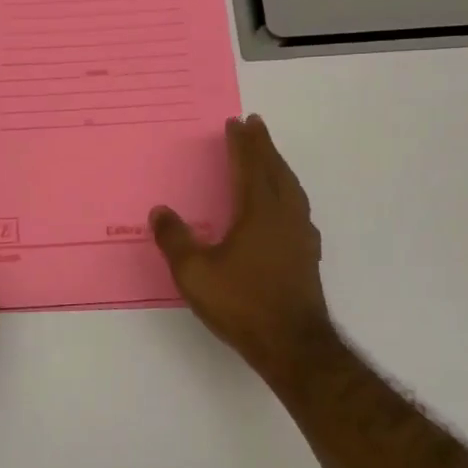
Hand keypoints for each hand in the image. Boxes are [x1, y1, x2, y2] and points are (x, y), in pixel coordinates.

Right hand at [150, 115, 335, 379]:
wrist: (292, 344)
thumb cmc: (242, 303)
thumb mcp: (194, 272)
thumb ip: (175, 239)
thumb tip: (160, 212)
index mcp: (259, 211)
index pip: (250, 166)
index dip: (242, 144)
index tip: (237, 123)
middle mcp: (284, 215)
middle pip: (276, 170)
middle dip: (264, 146)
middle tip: (256, 125)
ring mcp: (301, 236)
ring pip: (292, 188)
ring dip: (279, 167)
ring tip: (271, 158)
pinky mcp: (308, 255)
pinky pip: (298, 209)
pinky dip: (289, 193)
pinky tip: (286, 207)